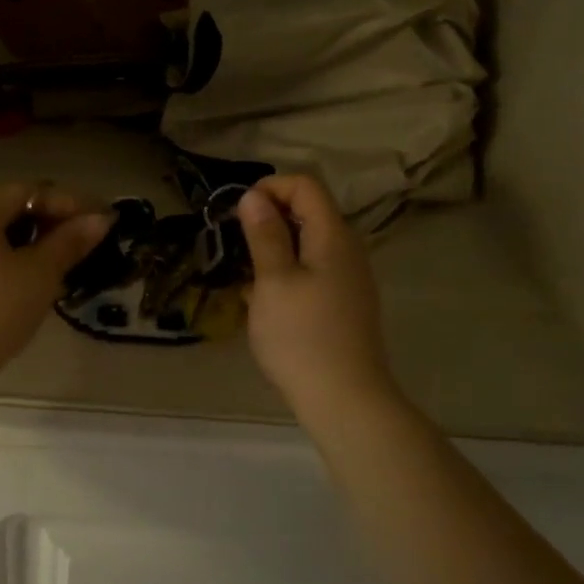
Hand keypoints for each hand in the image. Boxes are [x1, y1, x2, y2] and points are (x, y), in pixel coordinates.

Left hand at [0, 184, 111, 381]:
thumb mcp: (39, 275)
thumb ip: (70, 242)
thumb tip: (101, 218)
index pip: (26, 191)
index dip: (66, 203)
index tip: (97, 222)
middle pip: (6, 212)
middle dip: (47, 225)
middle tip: (81, 245)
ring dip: (28, 247)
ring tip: (58, 268)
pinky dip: (6, 264)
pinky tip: (25, 287)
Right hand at [238, 175, 403, 421]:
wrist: (344, 398)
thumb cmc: (301, 336)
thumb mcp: (273, 281)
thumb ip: (264, 235)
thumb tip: (254, 196)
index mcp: (333, 236)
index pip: (305, 185)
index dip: (269, 188)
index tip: (237, 214)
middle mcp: (347, 249)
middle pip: (309, 211)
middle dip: (268, 217)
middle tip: (234, 243)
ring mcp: (349, 278)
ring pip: (307, 243)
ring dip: (273, 247)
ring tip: (244, 274)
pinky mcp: (343, 302)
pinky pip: (312, 269)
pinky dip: (285, 271)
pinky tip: (263, 300)